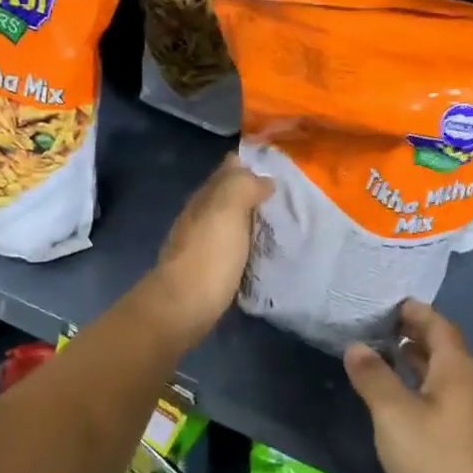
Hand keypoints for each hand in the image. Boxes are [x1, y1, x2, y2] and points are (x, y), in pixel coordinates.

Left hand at [149, 154, 272, 346]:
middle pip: (230, 194)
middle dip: (255, 191)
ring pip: (231, 221)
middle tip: (291, 197)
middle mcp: (200, 215)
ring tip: (283, 223)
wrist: (182, 308)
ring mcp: (202, 243)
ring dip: (252, 219)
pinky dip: (248, 243)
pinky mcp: (208, 269)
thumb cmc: (209, 256)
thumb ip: (243, 186)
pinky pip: (233, 246)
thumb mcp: (227, 210)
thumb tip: (263, 179)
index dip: (253, 164)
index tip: (283, 169)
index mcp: (205, 196)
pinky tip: (264, 250)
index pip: (229, 168)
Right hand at [344, 301, 472, 472]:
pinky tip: (404, 399)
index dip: (415, 311)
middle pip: (444, 346)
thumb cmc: (435, 458)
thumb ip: (373, 377)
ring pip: (445, 372)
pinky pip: (446, 394)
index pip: (438, 325)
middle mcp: (472, 382)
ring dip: (418, 360)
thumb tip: (356, 346)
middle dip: (414, 333)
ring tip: (386, 356)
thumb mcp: (393, 414)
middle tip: (380, 327)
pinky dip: (424, 384)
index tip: (388, 303)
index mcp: (457, 368)